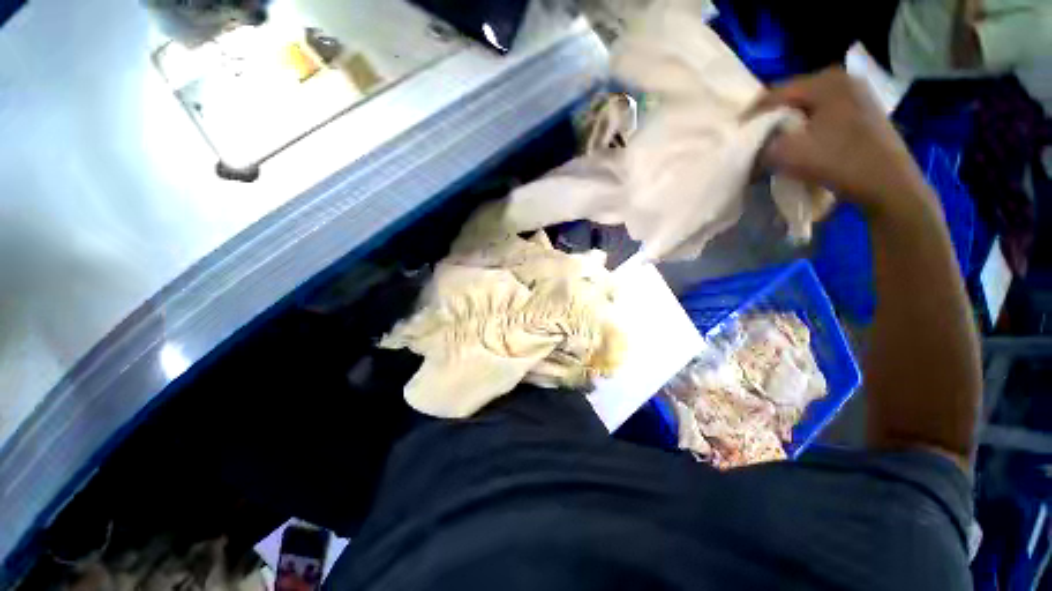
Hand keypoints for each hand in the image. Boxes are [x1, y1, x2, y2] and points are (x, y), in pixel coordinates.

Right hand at [749, 68, 931, 218]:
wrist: (888, 183)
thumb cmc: (838, 161)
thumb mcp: (786, 154)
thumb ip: (760, 145)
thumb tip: (750, 147)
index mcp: (825, 81)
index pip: (774, 94)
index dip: (751, 116)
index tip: (737, 136)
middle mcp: (842, 79)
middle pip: (792, 99)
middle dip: (770, 121)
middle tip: (755, 142)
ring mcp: (857, 94)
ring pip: (807, 108)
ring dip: (788, 126)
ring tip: (776, 145)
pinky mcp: (863, 111)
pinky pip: (823, 115)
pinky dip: (807, 129)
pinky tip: (802, 144)